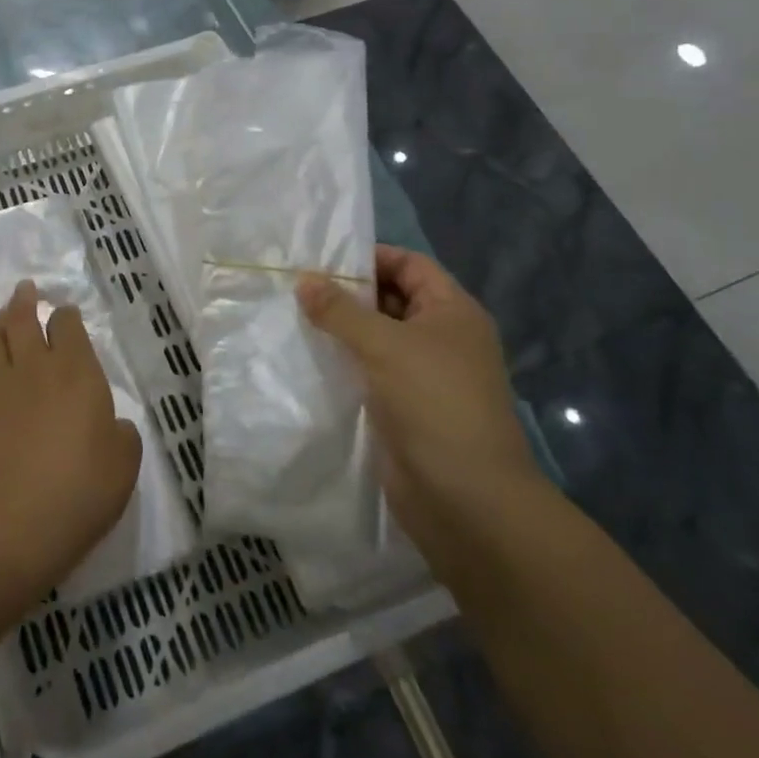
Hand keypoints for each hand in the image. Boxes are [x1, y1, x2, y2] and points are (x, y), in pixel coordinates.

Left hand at [0, 281, 141, 592]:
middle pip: (22, 321)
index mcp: (76, 370)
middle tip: (24, 289)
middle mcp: (34, 369)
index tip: (65, 314)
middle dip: (24, 301)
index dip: (66, 316)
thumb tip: (111, 425)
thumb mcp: (125, 461)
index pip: (67, 325)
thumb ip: (121, 433)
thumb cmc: (83, 487)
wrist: (18, 522)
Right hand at [296, 247, 540, 546]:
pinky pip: (370, 372)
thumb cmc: (433, 403)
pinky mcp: (405, 408)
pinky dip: (344, 363)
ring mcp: (424, 375)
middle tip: (297, 287)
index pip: (410, 265)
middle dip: (348, 293)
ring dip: (341, 330)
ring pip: (377, 338)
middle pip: (391, 299)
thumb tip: (304, 279)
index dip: (370, 257)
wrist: (466, 500)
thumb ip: (340, 310)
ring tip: (292, 317)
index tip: (322, 260)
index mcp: (452, 312)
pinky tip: (308, 359)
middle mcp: (442, 338)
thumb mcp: (384, 345)